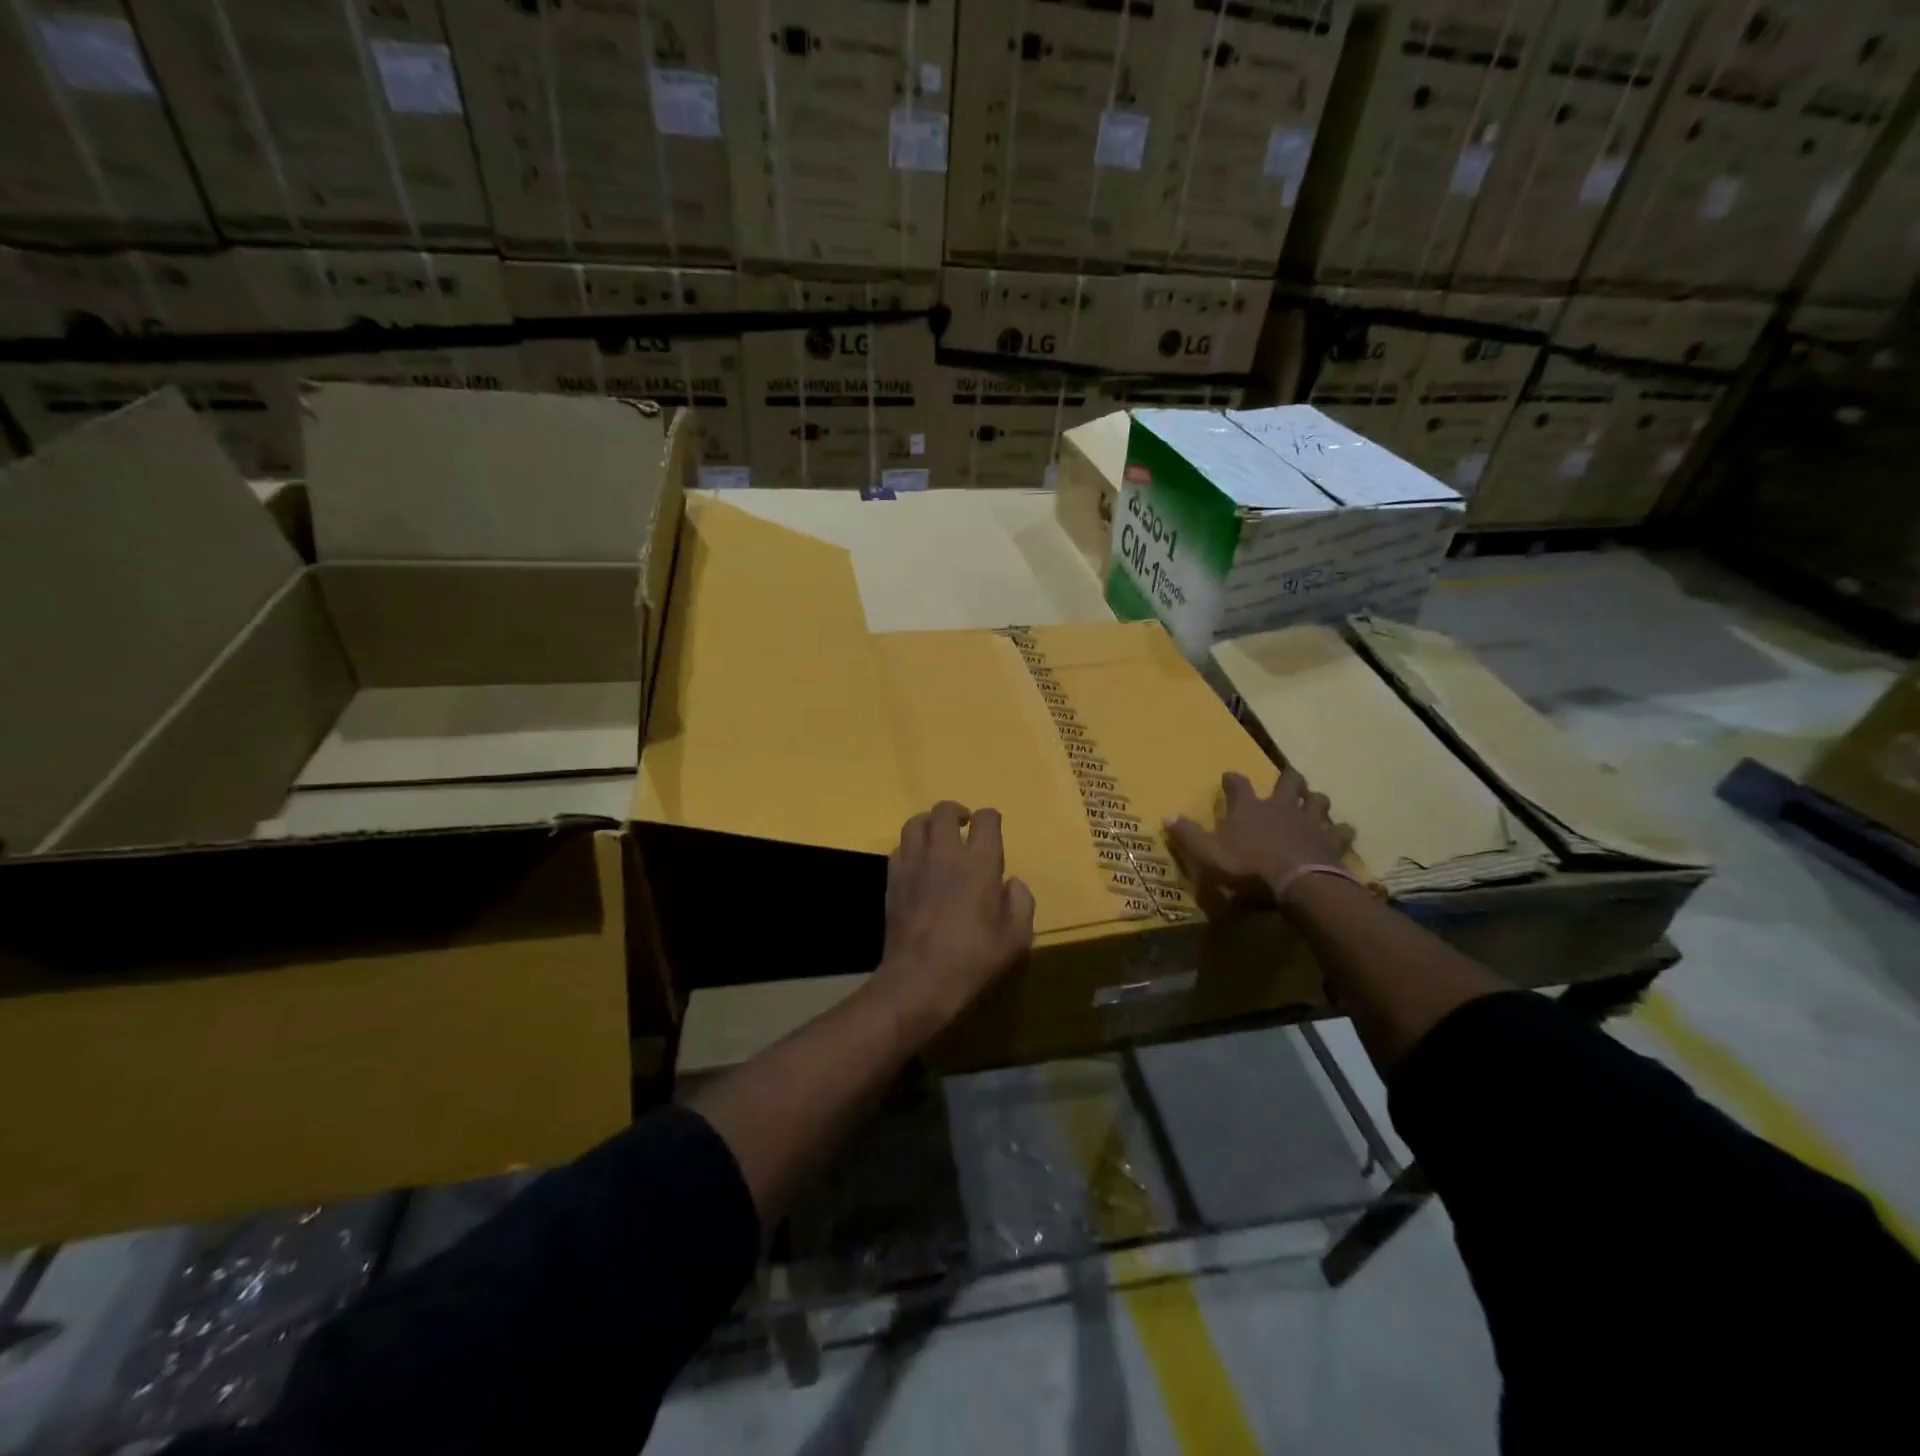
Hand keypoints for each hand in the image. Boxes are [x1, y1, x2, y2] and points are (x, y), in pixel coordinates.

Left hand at [871, 801, 1035, 1042]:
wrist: (919, 979)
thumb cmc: (973, 958)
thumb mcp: (1016, 937)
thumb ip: (1020, 901)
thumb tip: (1011, 882)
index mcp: (979, 862)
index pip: (986, 819)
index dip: (990, 819)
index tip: (992, 828)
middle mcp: (945, 852)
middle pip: (945, 810)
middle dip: (956, 812)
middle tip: (964, 826)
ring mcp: (914, 863)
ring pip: (916, 822)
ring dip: (929, 823)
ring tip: (937, 837)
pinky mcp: (893, 879)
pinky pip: (900, 847)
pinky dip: (911, 847)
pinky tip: (918, 863)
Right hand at [1165, 767, 1355, 913]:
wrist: (1299, 883)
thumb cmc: (1249, 866)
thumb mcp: (1208, 853)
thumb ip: (1188, 835)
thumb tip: (1166, 817)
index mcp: (1249, 807)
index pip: (1238, 784)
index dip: (1233, 780)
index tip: (1229, 776)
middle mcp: (1281, 806)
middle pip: (1289, 781)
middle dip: (1288, 777)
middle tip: (1287, 779)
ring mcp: (1310, 821)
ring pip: (1318, 800)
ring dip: (1315, 799)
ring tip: (1314, 802)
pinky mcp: (1331, 840)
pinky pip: (1341, 830)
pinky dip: (1341, 830)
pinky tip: (1341, 832)